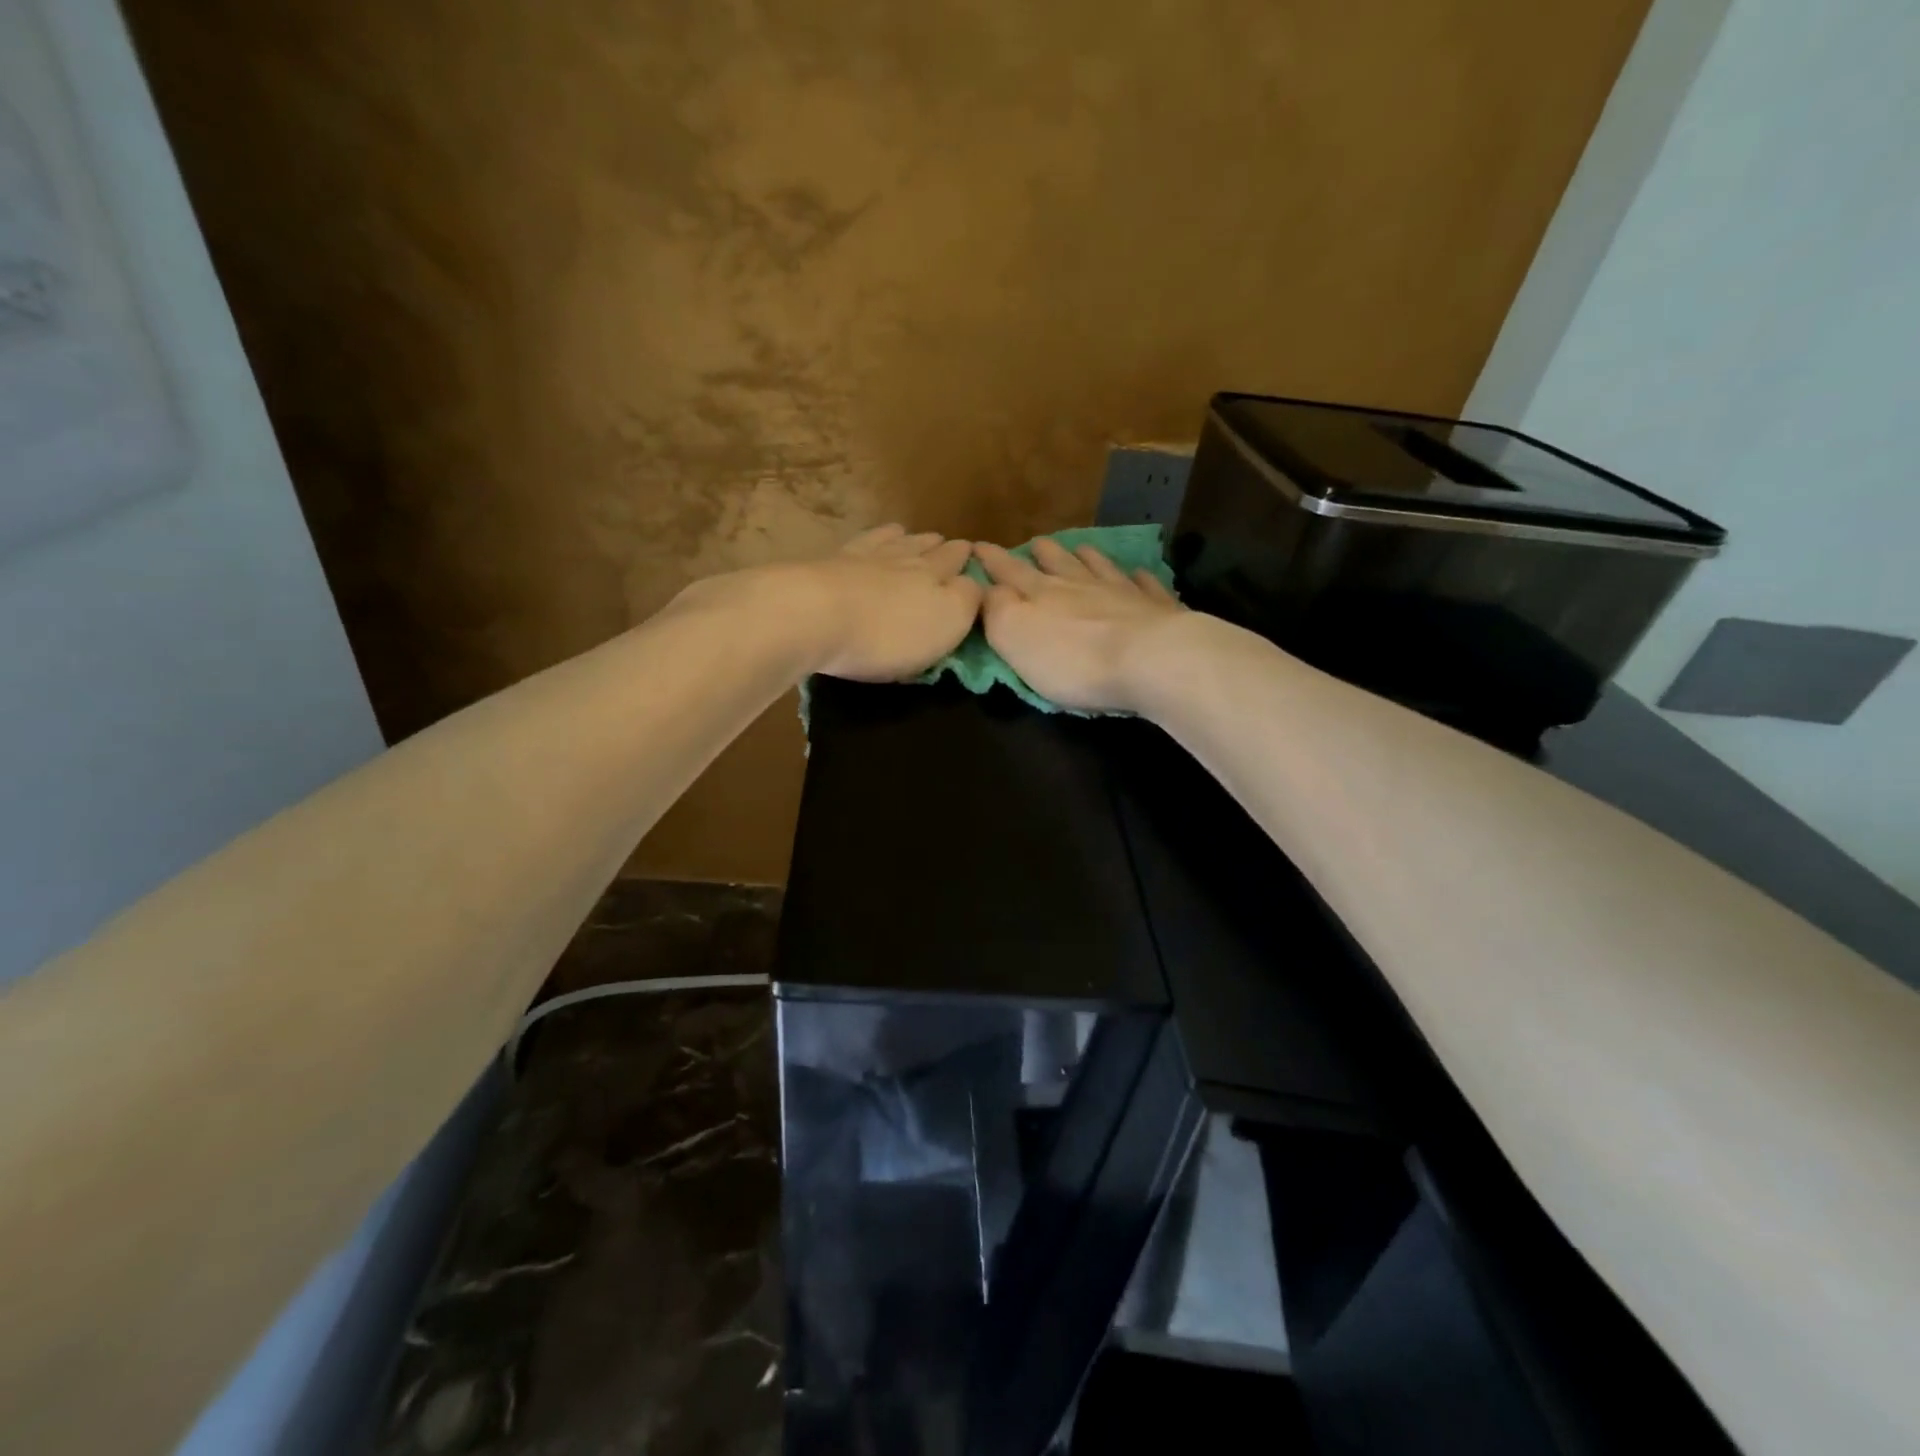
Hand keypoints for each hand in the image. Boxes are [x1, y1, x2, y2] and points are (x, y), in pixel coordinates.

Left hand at [806, 524, 983, 680]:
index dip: (967, 559)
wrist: (814, 615)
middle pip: (926, 549)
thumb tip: (975, 582)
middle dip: (940, 547)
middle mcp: (902, 559)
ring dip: (906, 539)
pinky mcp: (829, 564)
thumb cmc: (888, 632)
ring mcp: (863, 558)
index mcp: (935, 576)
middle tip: (948, 544)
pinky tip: (869, 541)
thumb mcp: (946, 622)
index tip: (973, 554)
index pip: (957, 563)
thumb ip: (967, 600)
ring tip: (911, 534)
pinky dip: (871, 539)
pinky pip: (858, 545)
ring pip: (893, 542)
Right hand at [974, 538, 1186, 712]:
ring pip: (1100, 568)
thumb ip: (996, 610)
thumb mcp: (1015, 636)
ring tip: (1081, 548)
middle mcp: (1081, 585)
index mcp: (1042, 594)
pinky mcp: (1156, 610)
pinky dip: (1139, 579)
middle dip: (1042, 553)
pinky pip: (1145, 587)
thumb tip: (988, 588)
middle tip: (1036, 543)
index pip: (1010, 571)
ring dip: (1087, 557)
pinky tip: (1138, 574)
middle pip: (1058, 564)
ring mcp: (1122, 593)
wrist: (1150, 660)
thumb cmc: (1073, 658)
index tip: (978, 545)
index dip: (992, 559)